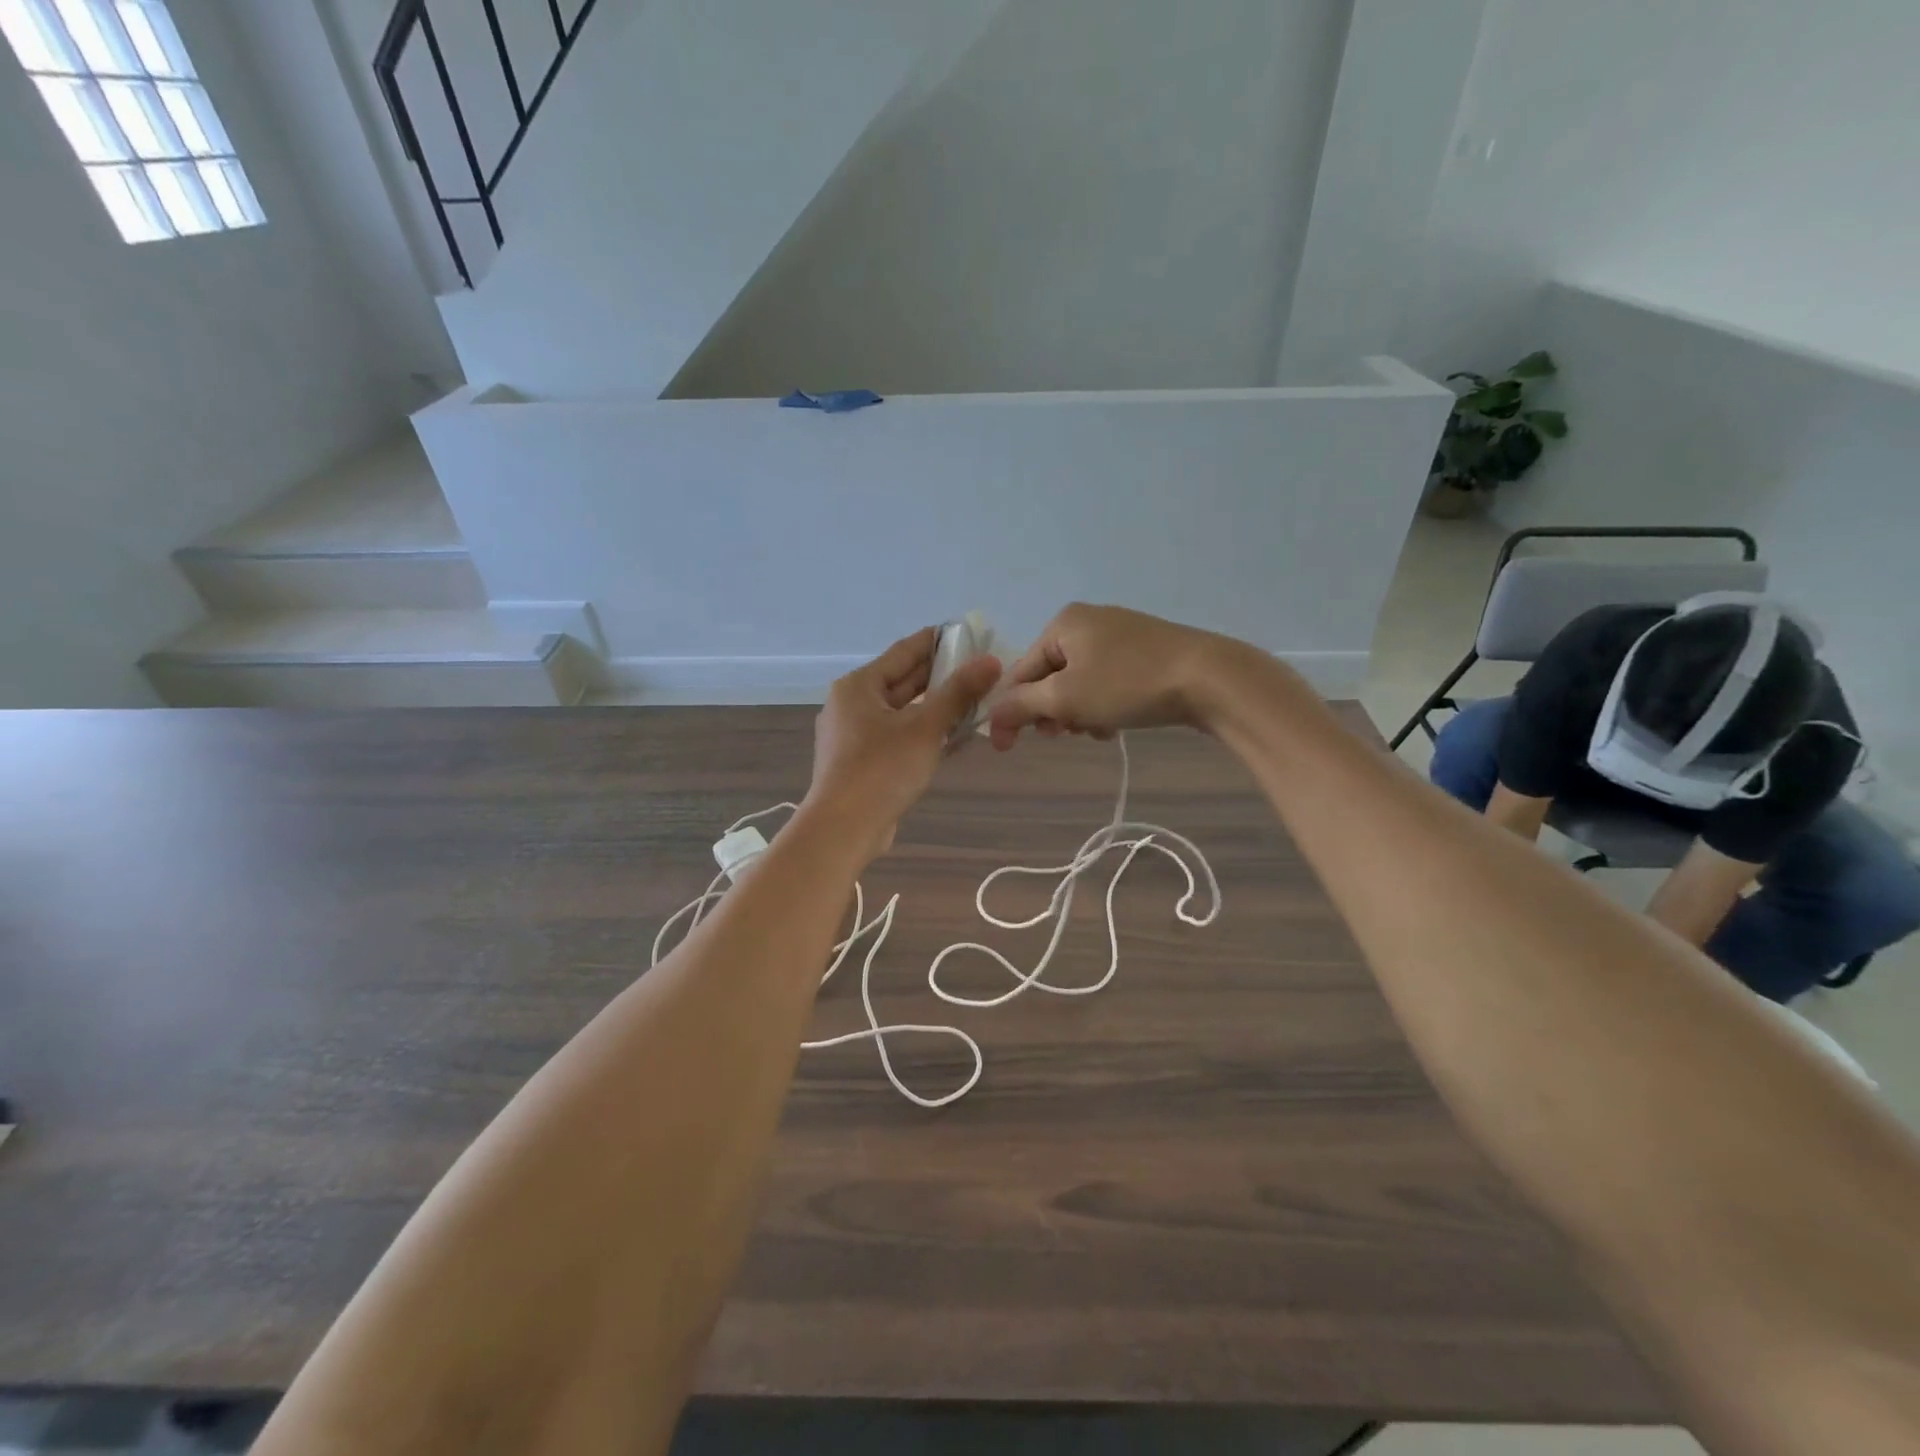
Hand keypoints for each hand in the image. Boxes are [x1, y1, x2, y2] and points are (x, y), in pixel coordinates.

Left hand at [804, 627, 1001, 861]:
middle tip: (979, 668)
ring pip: (901, 712)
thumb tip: (990, 660)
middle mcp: (851, 705)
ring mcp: (853, 736)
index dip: (936, 641)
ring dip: (934, 707)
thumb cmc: (881, 769)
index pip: (904, 652)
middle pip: (901, 682)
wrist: (843, 828)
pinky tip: (952, 736)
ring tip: (974, 700)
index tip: (966, 633)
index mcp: (859, 686)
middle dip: (940, 676)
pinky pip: (897, 737)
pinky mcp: (861, 763)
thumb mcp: (925, 727)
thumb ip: (958, 692)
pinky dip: (923, 733)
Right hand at [987, 604, 1228, 749]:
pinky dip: (1103, 705)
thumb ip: (1021, 705)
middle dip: (1053, 712)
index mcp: (1062, 623)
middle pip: (1050, 677)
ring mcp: (1120, 635)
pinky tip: (1116, 724)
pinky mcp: (1145, 651)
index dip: (1012, 711)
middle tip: (1065, 735)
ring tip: (1097, 731)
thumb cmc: (1126, 684)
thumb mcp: (1065, 698)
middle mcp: (1088, 621)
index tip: (1008, 748)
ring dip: (1079, 713)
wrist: (1208, 678)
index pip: (1020, 671)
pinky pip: (1107, 681)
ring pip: (1080, 683)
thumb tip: (991, 715)